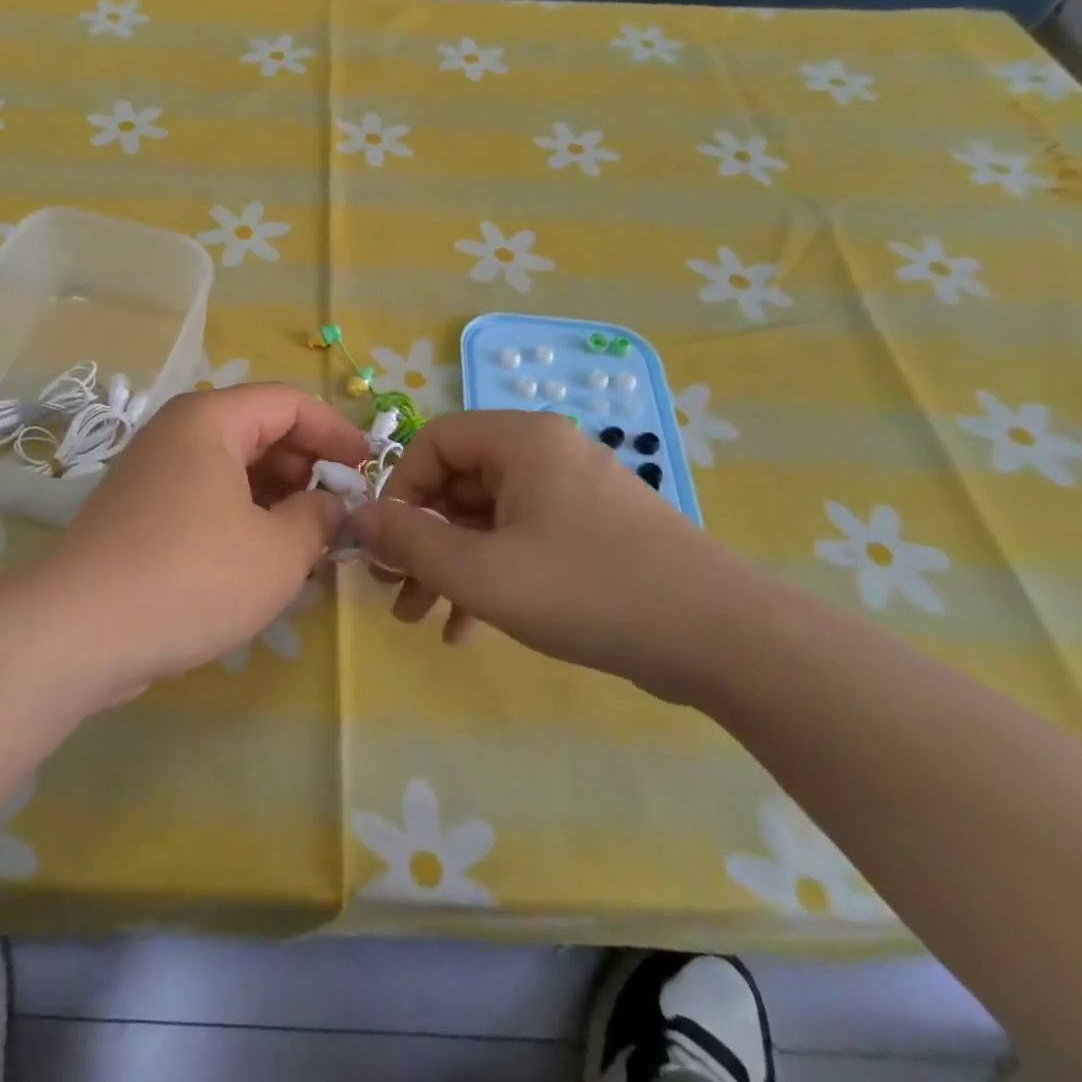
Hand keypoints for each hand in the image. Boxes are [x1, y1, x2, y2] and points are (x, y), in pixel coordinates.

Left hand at [45, 385, 368, 691]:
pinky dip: (241, 515)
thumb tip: (330, 504)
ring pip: (231, 467)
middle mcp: (176, 432)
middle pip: (258, 430)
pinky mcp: (139, 511)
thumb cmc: (192, 576)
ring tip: (306, 540)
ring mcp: (152, 471)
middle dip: (306, 466)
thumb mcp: (278, 551)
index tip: (368, 469)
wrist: (80, 631)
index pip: (289, 402)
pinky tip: (260, 556)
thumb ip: (318, 517)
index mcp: (210, 419)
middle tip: (338, 512)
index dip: (336, 431)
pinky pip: (205, 496)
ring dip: (275, 495)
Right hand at [349, 411, 762, 702]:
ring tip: (421, 617)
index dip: (399, 489)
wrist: (722, 640)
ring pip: (486, 519)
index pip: (434, 441)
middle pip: (458, 483)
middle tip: (395, 587)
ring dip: (449, 565)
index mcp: (522, 441)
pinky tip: (466, 629)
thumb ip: (410, 540)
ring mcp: (572, 494)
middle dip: (420, 539)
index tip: (386, 542)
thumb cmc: (587, 589)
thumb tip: (358, 517)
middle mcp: (546, 454)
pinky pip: (521, 541)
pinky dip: (489, 577)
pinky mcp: (591, 533)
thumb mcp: (480, 571)